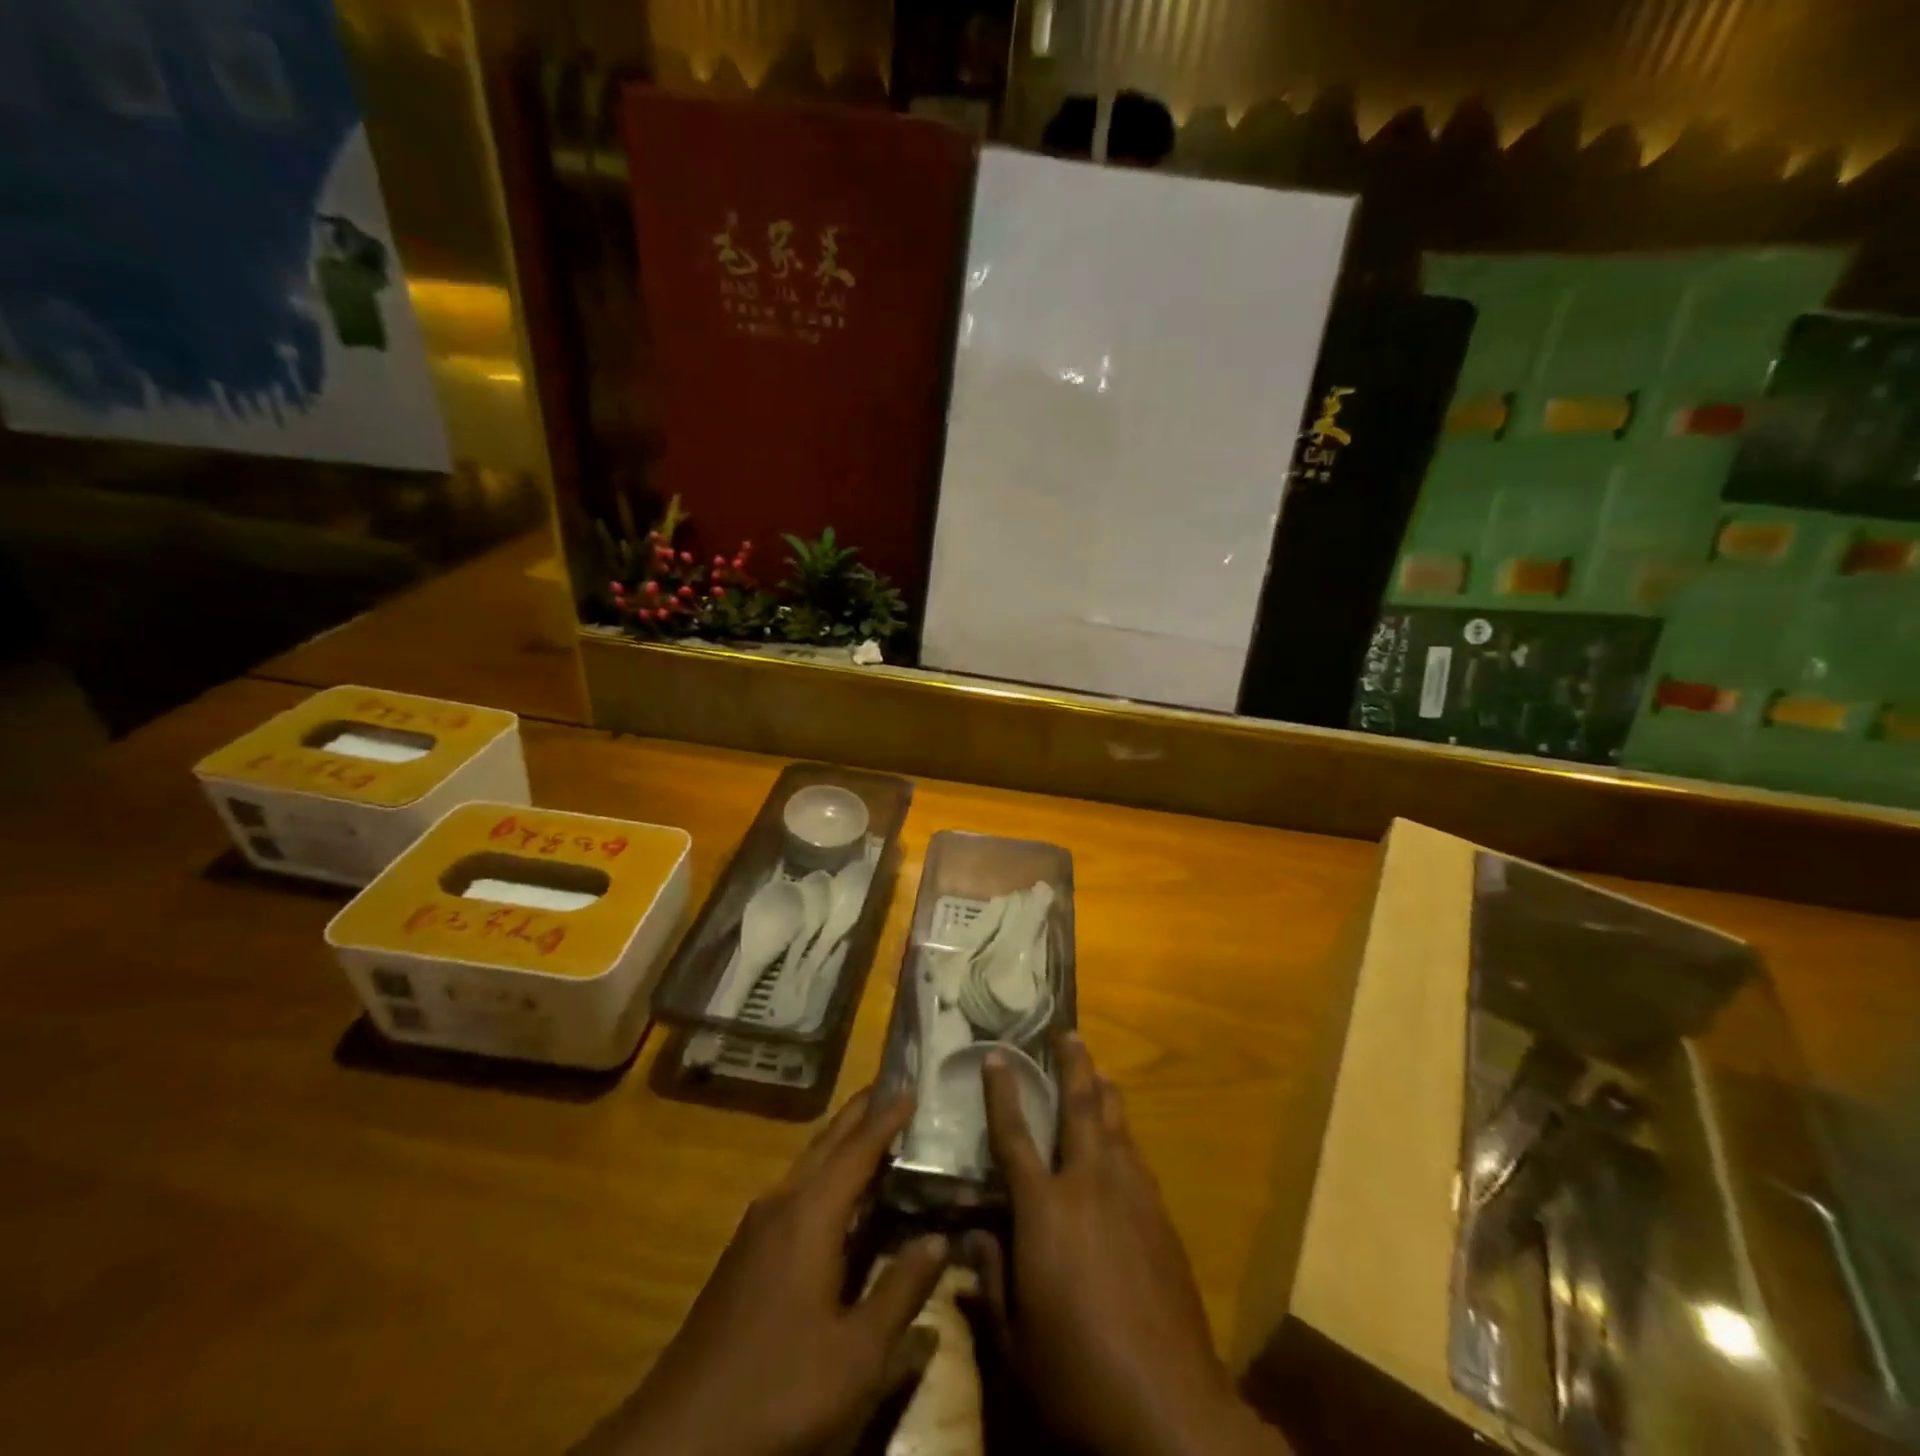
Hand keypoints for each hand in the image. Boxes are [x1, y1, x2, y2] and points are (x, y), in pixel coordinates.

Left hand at [575, 1089, 948, 1455]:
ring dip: (840, 1143)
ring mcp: (756, 1228)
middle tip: (892, 1088)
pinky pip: (795, 1191)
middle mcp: (781, 1204)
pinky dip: (824, 1175)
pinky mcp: (743, 1253)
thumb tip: (939, 1238)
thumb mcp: (856, 1354)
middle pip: (827, 1144)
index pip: (858, 1150)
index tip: (913, 1088)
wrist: (678, 1437)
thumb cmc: (778, 1387)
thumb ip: (900, 1291)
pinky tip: (836, 1199)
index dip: (887, 1119)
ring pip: (807, 1166)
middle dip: (860, 1114)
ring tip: (872, 1132)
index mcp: (810, 1214)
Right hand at [966, 1036, 1287, 1455]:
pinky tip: (1122, 1142)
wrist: (1170, 1405)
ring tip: (1098, 1071)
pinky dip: (1124, 1137)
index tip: (997, 1055)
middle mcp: (1088, 1185)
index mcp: (1044, 1210)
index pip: (1014, 1136)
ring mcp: (1131, 1196)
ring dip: (1104, 1092)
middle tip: (1067, 1032)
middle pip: (1080, 1108)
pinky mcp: (1161, 1217)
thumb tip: (969, 1234)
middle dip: (1072, 1065)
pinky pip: (1136, 1158)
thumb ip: (990, 1277)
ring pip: (1116, 1125)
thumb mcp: (1015, 1340)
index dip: (1003, 1092)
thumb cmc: (1077, 1373)